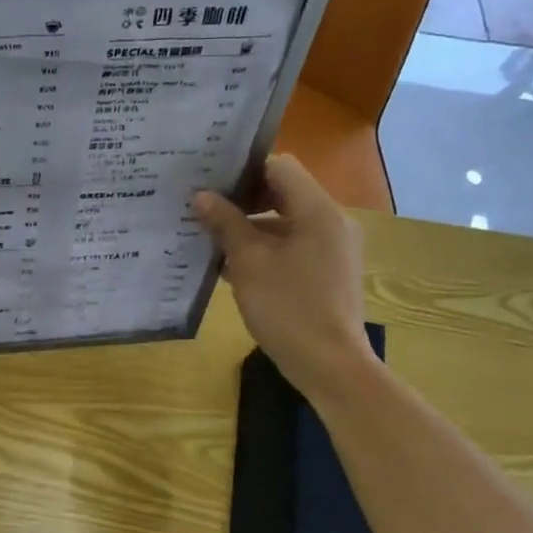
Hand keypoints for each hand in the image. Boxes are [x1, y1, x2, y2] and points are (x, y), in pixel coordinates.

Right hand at [193, 155, 374, 386]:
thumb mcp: (248, 262)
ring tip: (207, 236)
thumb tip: (201, 196)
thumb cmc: (288, 307)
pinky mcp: (325, 272)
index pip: (279, 167)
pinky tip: (228, 265)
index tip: (208, 181)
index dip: (242, 170)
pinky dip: (263, 248)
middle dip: (241, 199)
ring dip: (248, 226)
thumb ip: (225, 224)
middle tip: (201, 207)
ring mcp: (331, 248)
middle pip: (282, 192)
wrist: (329, 365)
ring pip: (284, 221)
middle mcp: (330, 222)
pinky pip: (291, 246)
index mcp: (317, 211)